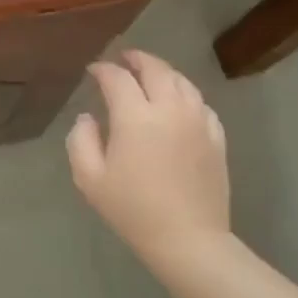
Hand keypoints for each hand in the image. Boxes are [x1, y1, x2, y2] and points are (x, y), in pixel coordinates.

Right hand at [67, 51, 232, 288]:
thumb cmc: (132, 210)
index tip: (93, 71)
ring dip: (163, 73)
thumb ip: (81, 140)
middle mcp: (170, 109)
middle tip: (124, 59)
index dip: (103, 70)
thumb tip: (87, 118)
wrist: (188, 239)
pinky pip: (201, 104)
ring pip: (182, 82)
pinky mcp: (217, 138)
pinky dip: (186, 95)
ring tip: (151, 75)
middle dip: (137, 59)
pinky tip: (179, 103)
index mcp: (136, 116)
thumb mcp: (90, 179)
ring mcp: (198, 121)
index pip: (117, 78)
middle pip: (156, 69)